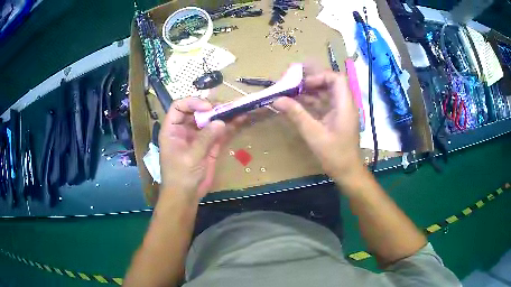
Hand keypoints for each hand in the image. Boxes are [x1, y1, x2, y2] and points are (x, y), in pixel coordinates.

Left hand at [158, 98, 239, 202]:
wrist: (186, 196)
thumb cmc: (180, 176)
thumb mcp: (190, 157)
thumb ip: (205, 139)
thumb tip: (221, 122)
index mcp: (172, 129)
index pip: (179, 107)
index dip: (192, 103)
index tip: (208, 108)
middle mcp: (184, 129)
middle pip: (197, 111)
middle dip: (212, 108)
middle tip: (227, 107)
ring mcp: (198, 137)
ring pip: (210, 121)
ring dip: (223, 115)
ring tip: (237, 109)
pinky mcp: (209, 145)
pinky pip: (219, 133)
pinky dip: (229, 127)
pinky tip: (239, 120)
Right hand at [273, 70, 363, 182]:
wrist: (347, 172)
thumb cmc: (334, 154)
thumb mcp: (313, 134)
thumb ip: (296, 114)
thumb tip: (277, 99)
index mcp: (345, 105)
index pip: (337, 78)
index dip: (319, 76)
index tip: (303, 84)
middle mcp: (345, 104)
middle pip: (331, 83)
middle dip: (312, 80)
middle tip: (293, 80)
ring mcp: (341, 111)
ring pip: (326, 93)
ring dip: (310, 91)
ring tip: (291, 90)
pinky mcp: (336, 118)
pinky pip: (324, 103)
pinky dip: (312, 101)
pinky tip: (297, 103)